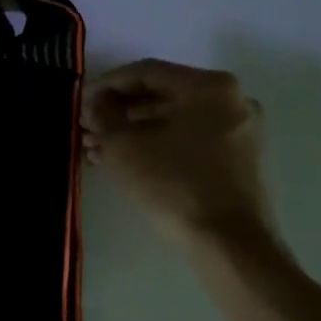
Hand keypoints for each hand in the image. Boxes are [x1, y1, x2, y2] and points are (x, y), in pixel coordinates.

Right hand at [82, 60, 279, 251]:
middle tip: (86, 128)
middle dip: (119, 112)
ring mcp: (241, 132)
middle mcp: (233, 100)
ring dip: (134, 132)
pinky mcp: (241, 162)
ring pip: (175, 121)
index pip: (146, 72)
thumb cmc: (176, 187)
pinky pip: (191, 142)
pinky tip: (126, 163)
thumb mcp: (125, 148)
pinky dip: (158, 146)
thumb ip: (104, 117)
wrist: (231, 247)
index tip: (79, 102)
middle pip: (162, 96)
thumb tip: (96, 105)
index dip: (106, 85)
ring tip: (96, 150)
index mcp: (211, 87)